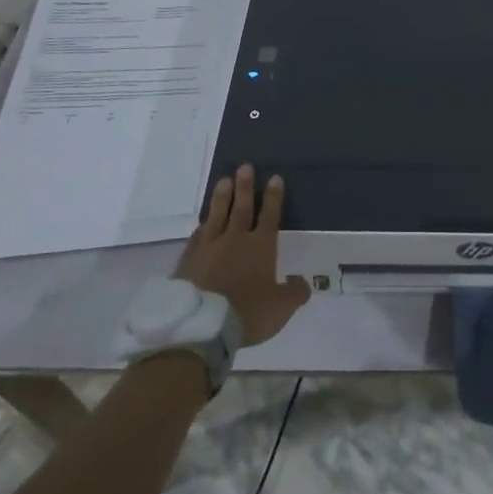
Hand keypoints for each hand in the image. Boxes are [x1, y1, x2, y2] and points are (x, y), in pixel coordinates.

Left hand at [174, 164, 310, 346]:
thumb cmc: (247, 314)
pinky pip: (197, 237)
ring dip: (221, 198)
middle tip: (245, 166)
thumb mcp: (280, 308)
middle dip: (245, 187)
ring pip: (216, 216)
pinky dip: (201, 227)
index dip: (273, 197)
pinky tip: (202, 223)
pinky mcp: (188, 261)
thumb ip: (295, 293)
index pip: (269, 215)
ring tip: (224, 180)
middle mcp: (235, 240)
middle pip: (241, 208)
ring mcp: (209, 248)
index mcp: (260, 247)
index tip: (274, 177)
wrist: (200, 327)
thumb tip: (304, 283)